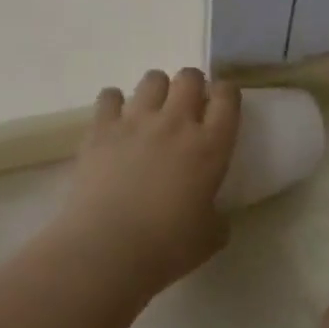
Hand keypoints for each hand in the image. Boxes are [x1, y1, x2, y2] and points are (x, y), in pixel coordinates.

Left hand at [62, 67, 240, 295]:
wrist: (106, 251)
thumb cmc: (166, 247)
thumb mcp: (210, 237)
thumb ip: (218, 216)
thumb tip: (213, 211)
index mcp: (210, 146)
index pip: (227, 96)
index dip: (226, 94)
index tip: (222, 105)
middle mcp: (176, 122)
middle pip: (189, 76)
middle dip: (192, 86)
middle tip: (187, 109)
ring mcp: (136, 121)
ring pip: (153, 78)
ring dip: (157, 90)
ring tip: (151, 112)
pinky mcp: (101, 129)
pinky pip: (109, 95)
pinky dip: (114, 103)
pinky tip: (115, 121)